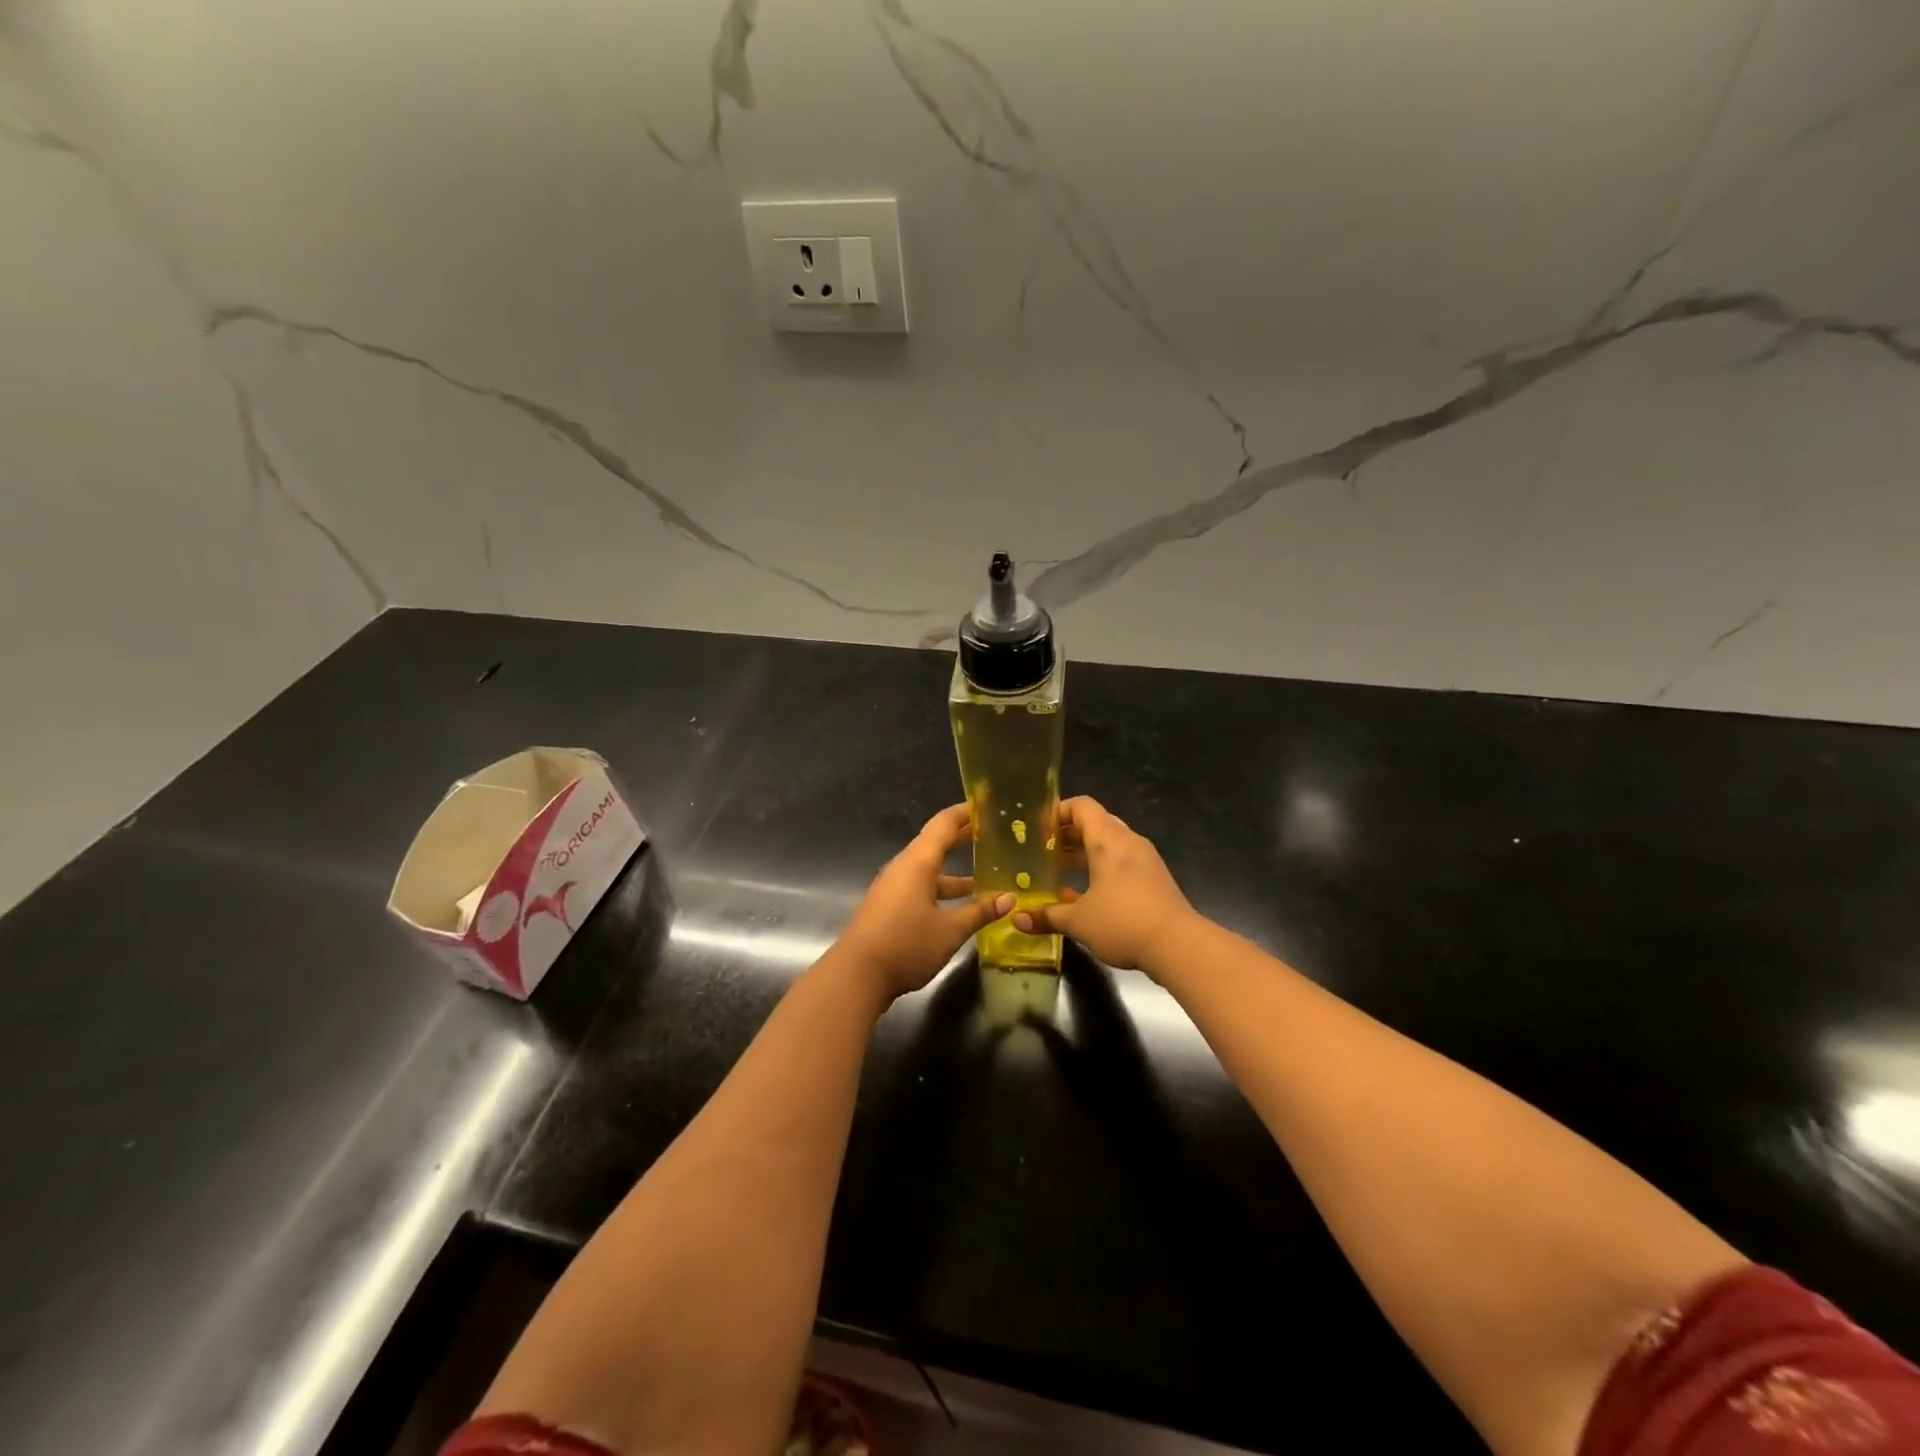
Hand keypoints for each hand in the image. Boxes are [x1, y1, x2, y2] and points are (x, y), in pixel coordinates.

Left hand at [837, 804, 1013, 1001]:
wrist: (856, 975)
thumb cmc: (906, 944)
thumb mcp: (950, 930)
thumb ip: (979, 912)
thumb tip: (1008, 899)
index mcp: (918, 862)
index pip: (944, 824)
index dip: (965, 813)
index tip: (987, 805)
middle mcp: (904, 868)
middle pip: (936, 844)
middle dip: (963, 838)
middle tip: (992, 834)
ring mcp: (894, 888)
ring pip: (929, 870)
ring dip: (955, 871)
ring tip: (985, 875)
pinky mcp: (890, 907)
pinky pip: (921, 888)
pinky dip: (943, 890)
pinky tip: (960, 906)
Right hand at [1012, 796, 1197, 973]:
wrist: (1179, 946)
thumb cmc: (1122, 922)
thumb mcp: (1078, 921)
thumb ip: (1047, 916)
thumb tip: (1018, 920)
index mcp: (1108, 840)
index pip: (1082, 807)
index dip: (1059, 811)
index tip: (1038, 828)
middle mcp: (1128, 842)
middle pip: (1096, 824)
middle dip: (1068, 835)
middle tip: (1043, 850)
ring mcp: (1145, 861)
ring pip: (1110, 846)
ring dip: (1085, 854)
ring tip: (1059, 871)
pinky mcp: (1155, 881)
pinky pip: (1122, 864)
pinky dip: (1102, 870)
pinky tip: (1085, 895)